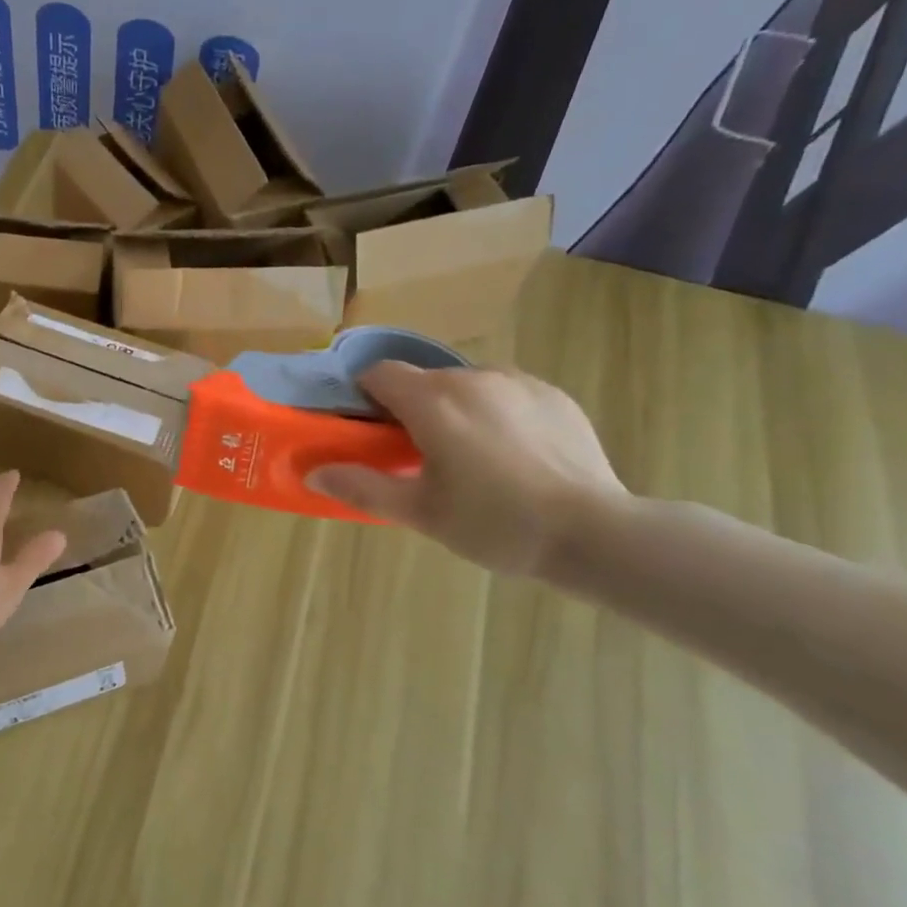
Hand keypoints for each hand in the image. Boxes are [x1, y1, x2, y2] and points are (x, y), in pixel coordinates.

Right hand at [308, 362, 628, 575]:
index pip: (380, 373)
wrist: (594, 533)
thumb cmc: (494, 523)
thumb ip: (361, 487)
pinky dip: (494, 413)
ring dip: (453, 409)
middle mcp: (472, 377)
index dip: (365, 396)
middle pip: (423, 380)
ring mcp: (518, 382)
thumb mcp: (419, 513)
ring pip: (466, 385)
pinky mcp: (553, 395)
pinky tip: (512, 455)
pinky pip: (506, 393)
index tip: (370, 430)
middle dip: (410, 408)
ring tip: (470, 458)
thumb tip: (313, 472)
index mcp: (433, 401)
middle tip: (418, 456)